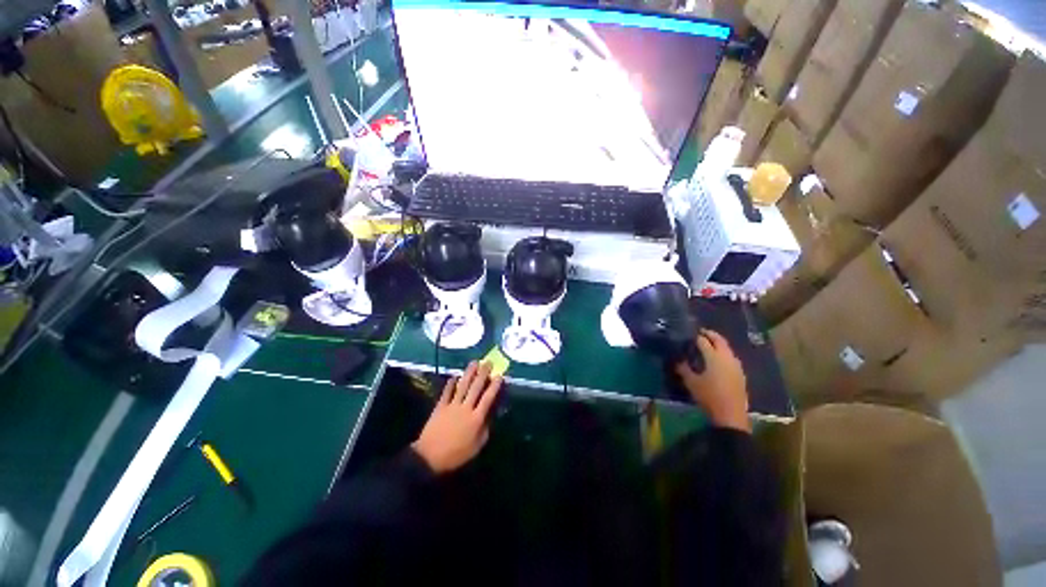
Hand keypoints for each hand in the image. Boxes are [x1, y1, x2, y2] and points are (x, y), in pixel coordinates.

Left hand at [412, 361, 503, 472]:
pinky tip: (454, 376)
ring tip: (474, 363)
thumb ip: (485, 429)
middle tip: (488, 363)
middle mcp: (466, 408)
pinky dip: (450, 383)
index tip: (500, 376)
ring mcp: (452, 405)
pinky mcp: (440, 406)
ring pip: (463, 386)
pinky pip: (446, 392)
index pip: (488, 398)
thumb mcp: (477, 446)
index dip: (494, 386)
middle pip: (476, 388)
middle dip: (483, 374)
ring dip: (469, 373)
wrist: (429, 457)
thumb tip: (489, 415)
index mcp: (476, 418)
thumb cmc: (456, 454)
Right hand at [675, 330, 750, 432]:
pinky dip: (723, 353)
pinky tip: (717, 359)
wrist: (730, 415)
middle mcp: (726, 357)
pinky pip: (731, 357)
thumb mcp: (691, 382)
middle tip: (700, 332)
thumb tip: (678, 359)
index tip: (688, 334)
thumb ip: (683, 369)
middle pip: (719, 340)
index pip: (703, 340)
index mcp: (713, 356)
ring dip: (718, 343)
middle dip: (710, 334)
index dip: (695, 336)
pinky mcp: (740, 373)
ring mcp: (736, 365)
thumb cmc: (709, 396)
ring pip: (727, 348)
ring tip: (709, 344)